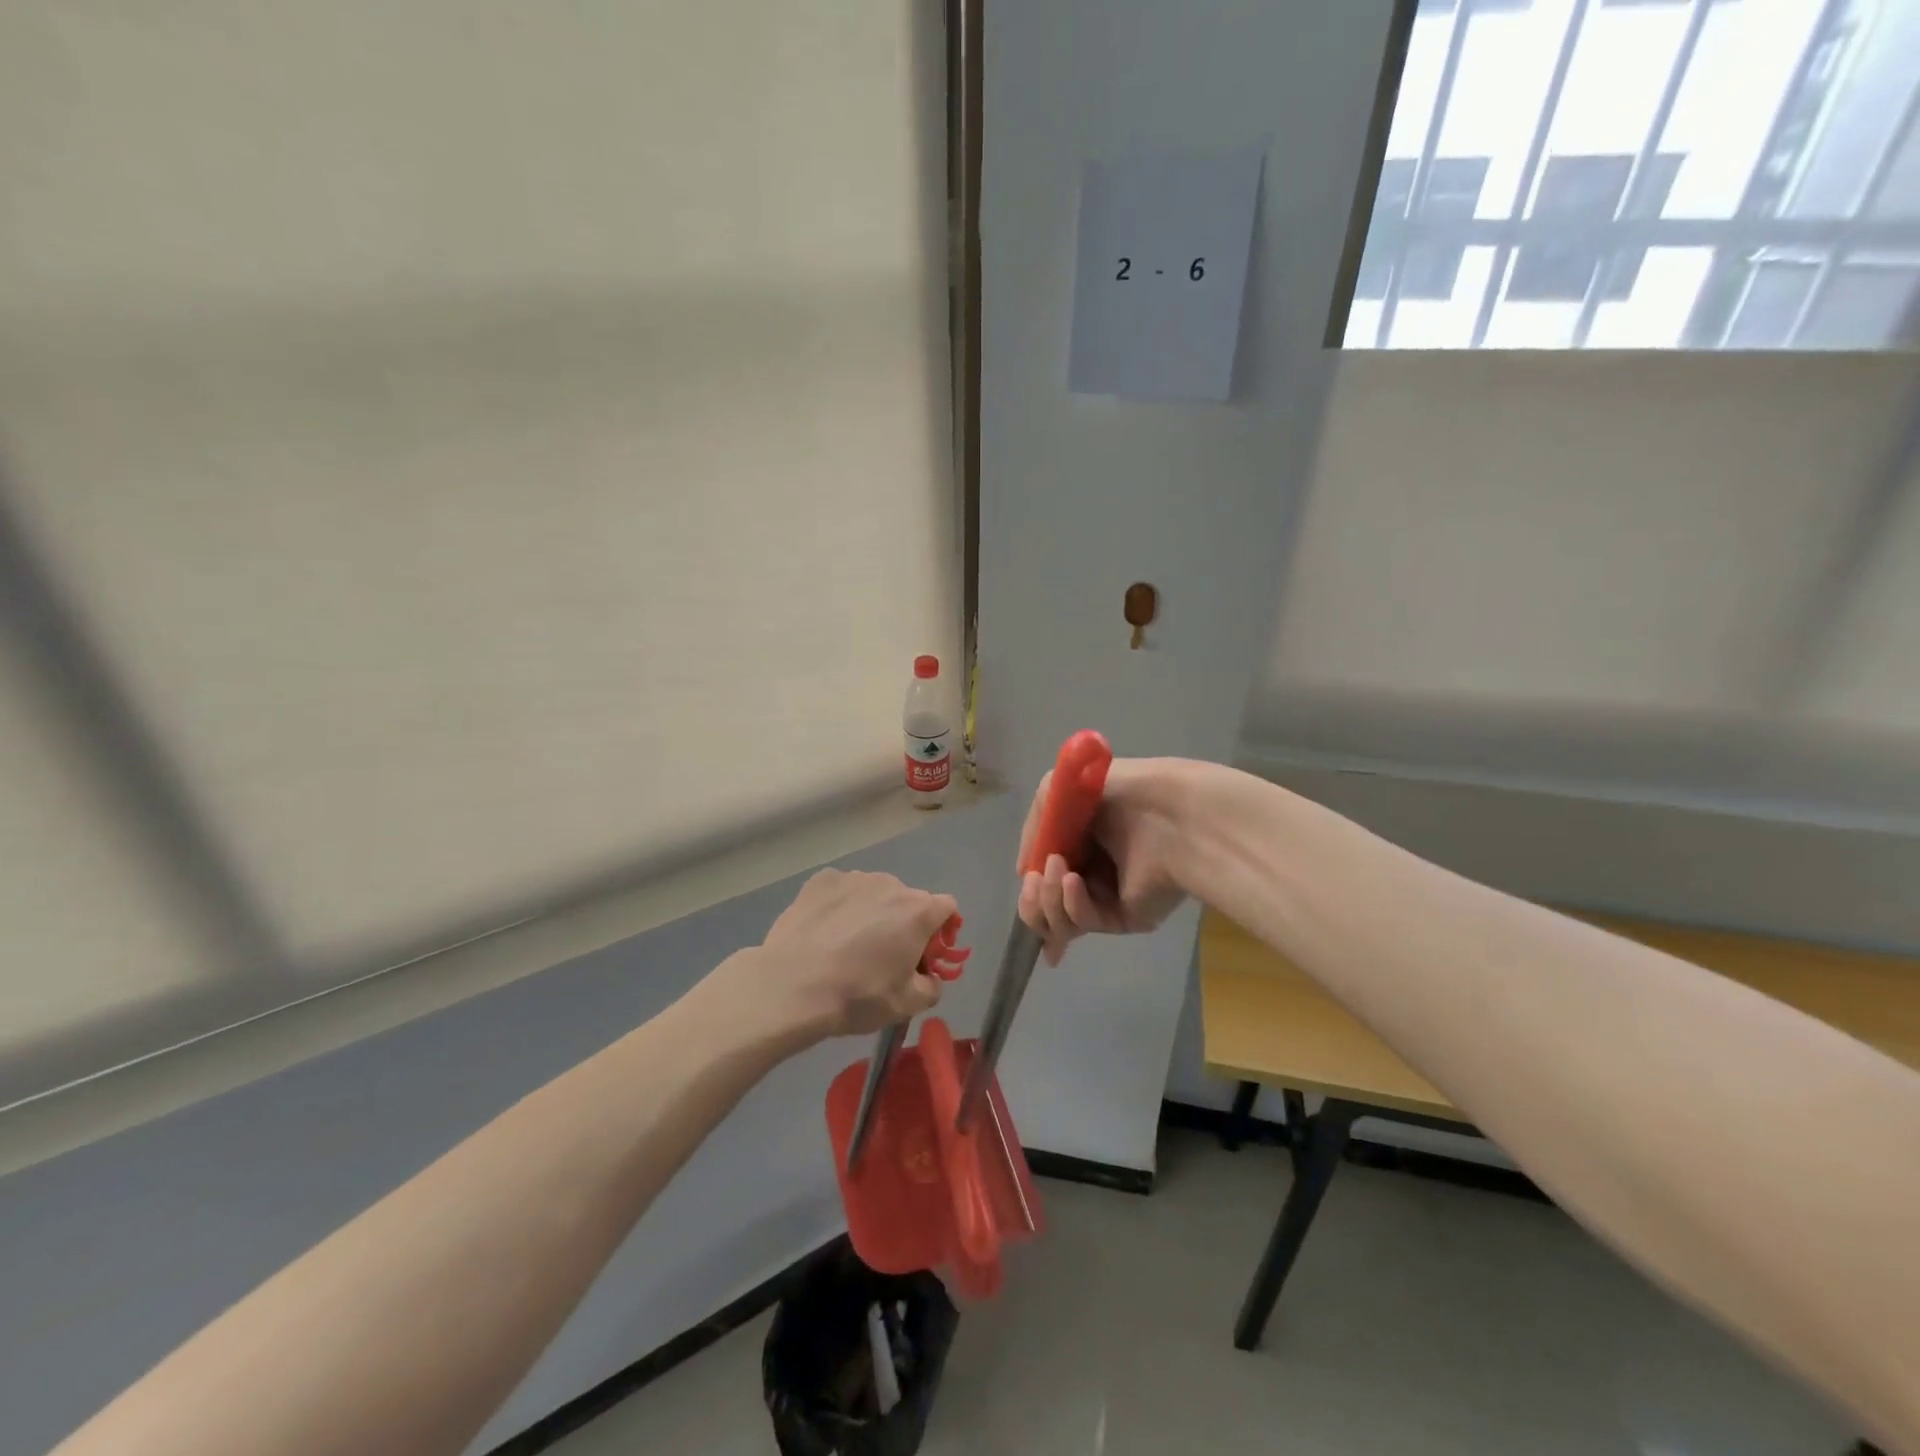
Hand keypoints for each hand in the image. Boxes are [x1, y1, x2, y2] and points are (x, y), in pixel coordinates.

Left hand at [754, 869, 962, 1039]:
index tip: (923, 956)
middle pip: (908, 900)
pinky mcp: (821, 880)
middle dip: (903, 924)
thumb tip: (929, 977)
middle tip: (883, 957)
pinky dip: (840, 906)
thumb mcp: (906, 1006)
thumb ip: (931, 987)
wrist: (791, 987)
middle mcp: (890, 884)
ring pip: (874, 893)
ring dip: (872, 912)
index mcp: (918, 911)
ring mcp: (854, 878)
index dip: (941, 932)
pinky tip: (824, 932)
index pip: (947, 908)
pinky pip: (842, 890)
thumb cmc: (857, 996)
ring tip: (847, 944)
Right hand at [1017, 758, 1195, 964]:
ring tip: (1057, 872)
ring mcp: (1107, 899)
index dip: (1029, 882)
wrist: (1166, 812)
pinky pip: (1084, 921)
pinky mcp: (1124, 919)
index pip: (1043, 876)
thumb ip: (1033, 828)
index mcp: (1078, 844)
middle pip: (1044, 907)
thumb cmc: (1117, 793)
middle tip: (1035, 880)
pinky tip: (1073, 882)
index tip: (1027, 874)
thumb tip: (1025, 870)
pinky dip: (1072, 904)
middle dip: (1031, 900)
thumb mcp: (1056, 790)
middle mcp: (1091, 874)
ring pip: (1059, 921)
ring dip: (1047, 899)